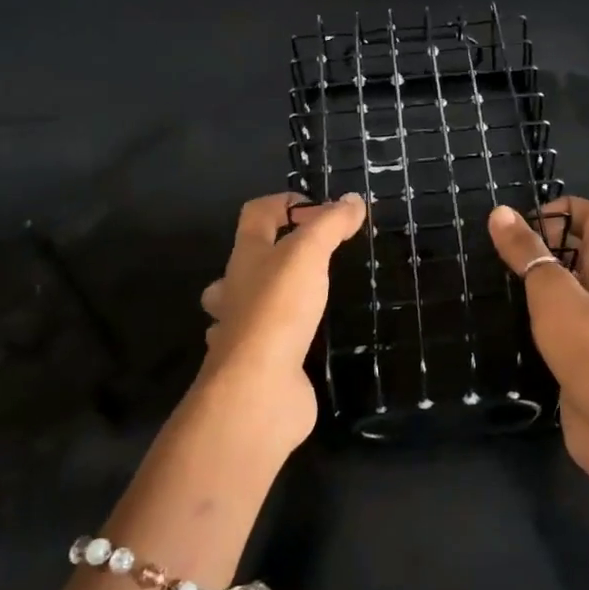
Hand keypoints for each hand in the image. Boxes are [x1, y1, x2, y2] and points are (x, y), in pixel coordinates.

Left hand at [194, 191, 366, 459]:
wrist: (258, 389)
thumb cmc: (279, 310)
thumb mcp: (308, 254)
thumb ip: (330, 225)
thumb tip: (353, 199)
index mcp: (245, 258)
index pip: (256, 214)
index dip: (284, 202)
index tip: (322, 210)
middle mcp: (235, 292)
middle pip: (244, 261)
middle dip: (272, 254)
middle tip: (312, 259)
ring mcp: (242, 333)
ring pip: (248, 305)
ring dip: (272, 297)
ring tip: (309, 298)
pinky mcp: (258, 366)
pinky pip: (267, 343)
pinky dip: (283, 337)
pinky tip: (308, 341)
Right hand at [487, 197, 588, 489]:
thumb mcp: (551, 292)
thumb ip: (527, 252)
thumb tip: (501, 212)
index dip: (564, 208)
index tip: (525, 224)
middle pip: (585, 247)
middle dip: (547, 242)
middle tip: (506, 254)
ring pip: (574, 284)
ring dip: (542, 278)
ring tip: (502, 282)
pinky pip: (567, 317)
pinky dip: (544, 312)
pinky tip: (516, 323)